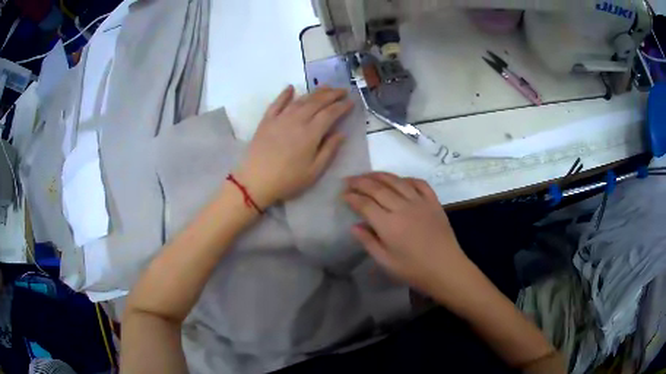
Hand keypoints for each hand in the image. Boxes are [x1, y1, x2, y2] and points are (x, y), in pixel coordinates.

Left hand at [236, 85, 352, 207]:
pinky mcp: (267, 121)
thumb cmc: (288, 180)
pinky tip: (291, 88)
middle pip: (317, 102)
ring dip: (314, 92)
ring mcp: (280, 118)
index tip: (351, 102)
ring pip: (300, 99)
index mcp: (311, 133)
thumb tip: (341, 134)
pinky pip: (277, 103)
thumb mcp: (314, 171)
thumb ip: (329, 150)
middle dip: (332, 94)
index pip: (330, 113)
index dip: (342, 106)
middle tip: (343, 90)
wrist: (255, 181)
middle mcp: (297, 120)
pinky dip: (285, 94)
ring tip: (325, 87)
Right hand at [344, 172, 472, 297]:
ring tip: (368, 174)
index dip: (352, 197)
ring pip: (397, 181)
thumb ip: (368, 242)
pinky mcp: (433, 202)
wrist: (446, 268)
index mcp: (388, 225)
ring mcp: (420, 202)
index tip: (343, 194)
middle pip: (378, 188)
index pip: (365, 204)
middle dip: (360, 182)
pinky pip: (419, 183)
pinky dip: (407, 178)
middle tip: (349, 180)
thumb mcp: (386, 262)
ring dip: (380, 175)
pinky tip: (400, 180)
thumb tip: (354, 226)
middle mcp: (403, 208)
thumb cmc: (413, 270)